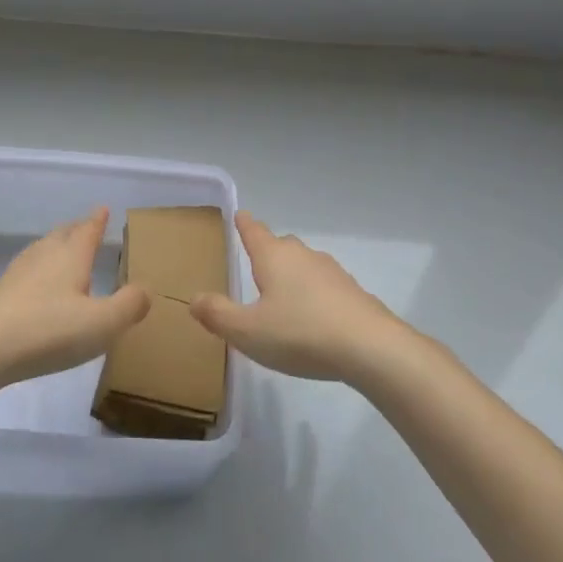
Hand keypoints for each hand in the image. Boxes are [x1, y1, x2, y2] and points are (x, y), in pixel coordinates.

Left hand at [0, 209, 150, 389]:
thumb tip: (146, 290)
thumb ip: (128, 306)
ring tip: (62, 250)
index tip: (103, 208)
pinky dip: (36, 269)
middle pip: (62, 234)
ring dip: (55, 245)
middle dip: (76, 229)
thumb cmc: (48, 332)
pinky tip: (33, 285)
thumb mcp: (101, 324)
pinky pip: (25, 270)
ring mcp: (18, 272)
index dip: (97, 221)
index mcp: (71, 257)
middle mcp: (44, 255)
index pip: (88, 231)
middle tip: (85, 226)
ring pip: (41, 249)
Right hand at [191, 211, 410, 382]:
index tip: (239, 214)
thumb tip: (193, 298)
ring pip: (303, 265)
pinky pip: (323, 285)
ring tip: (282, 299)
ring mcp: (330, 270)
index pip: (253, 231)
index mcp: (272, 256)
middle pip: (279, 245)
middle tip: (255, 269)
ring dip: (292, 276)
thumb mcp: (248, 332)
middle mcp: (301, 254)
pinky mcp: (351, 291)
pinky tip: (313, 319)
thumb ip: (218, 315)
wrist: (369, 346)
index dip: (243, 223)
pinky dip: (313, 295)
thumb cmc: (300, 333)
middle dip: (267, 253)